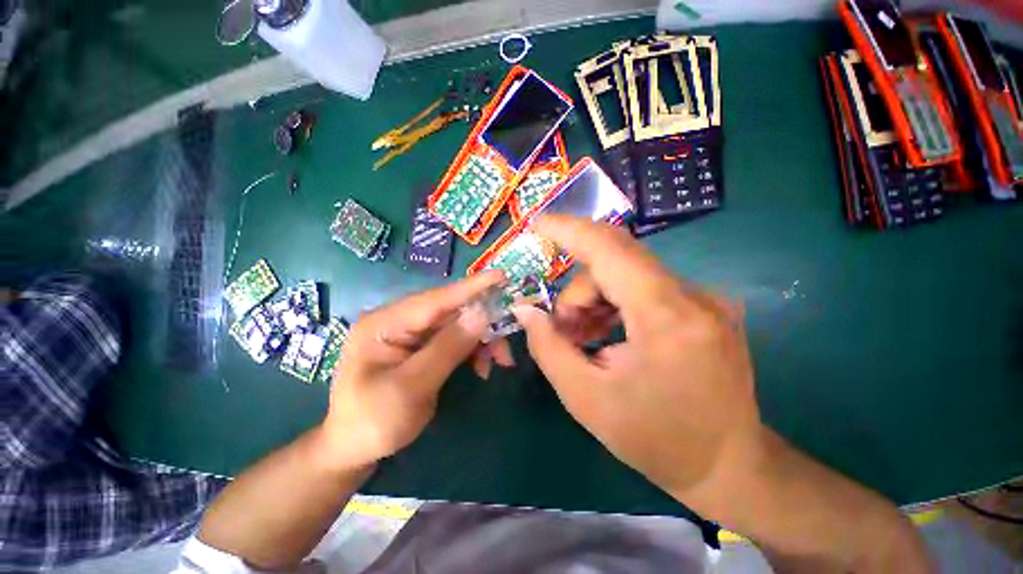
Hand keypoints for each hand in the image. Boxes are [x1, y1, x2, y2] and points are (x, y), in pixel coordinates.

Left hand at [321, 271, 502, 466]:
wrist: (354, 448)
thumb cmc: (373, 421)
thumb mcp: (411, 388)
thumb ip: (447, 348)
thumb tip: (482, 314)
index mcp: (385, 323)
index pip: (435, 299)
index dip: (471, 287)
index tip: (501, 276)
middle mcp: (399, 320)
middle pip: (451, 312)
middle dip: (483, 326)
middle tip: (506, 347)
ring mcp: (411, 333)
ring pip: (458, 325)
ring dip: (481, 341)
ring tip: (498, 362)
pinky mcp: (422, 345)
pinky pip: (456, 339)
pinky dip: (474, 350)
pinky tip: (481, 368)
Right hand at [512, 216, 762, 507]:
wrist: (729, 466)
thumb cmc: (656, 440)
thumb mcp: (586, 398)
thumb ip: (549, 348)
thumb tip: (526, 310)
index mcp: (666, 317)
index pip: (611, 249)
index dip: (570, 230)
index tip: (538, 224)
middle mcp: (694, 296)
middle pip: (615, 262)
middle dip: (578, 290)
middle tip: (563, 328)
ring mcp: (704, 299)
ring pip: (628, 273)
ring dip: (595, 298)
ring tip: (584, 337)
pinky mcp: (704, 307)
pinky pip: (645, 286)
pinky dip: (616, 303)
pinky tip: (608, 333)